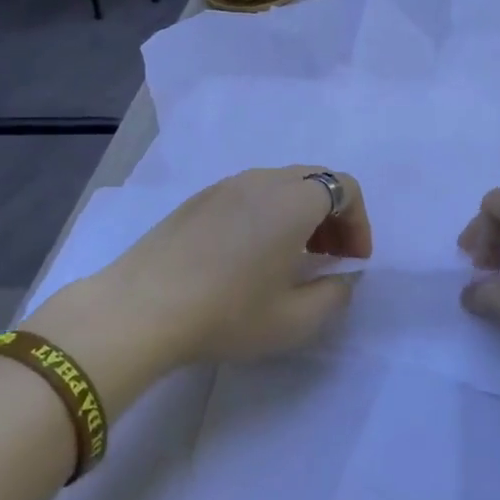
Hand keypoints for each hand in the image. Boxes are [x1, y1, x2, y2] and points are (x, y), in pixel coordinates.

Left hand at [29, 168, 371, 371]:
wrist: (140, 309)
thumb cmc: (227, 313)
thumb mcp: (295, 320)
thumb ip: (334, 294)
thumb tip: (342, 276)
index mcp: (293, 201)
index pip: (345, 187)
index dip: (359, 222)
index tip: (353, 261)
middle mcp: (261, 181)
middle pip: (313, 179)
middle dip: (332, 215)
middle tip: (330, 257)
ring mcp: (224, 186)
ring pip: (279, 185)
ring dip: (299, 213)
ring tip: (292, 257)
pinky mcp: (197, 200)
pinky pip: (248, 194)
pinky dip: (266, 214)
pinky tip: (250, 255)